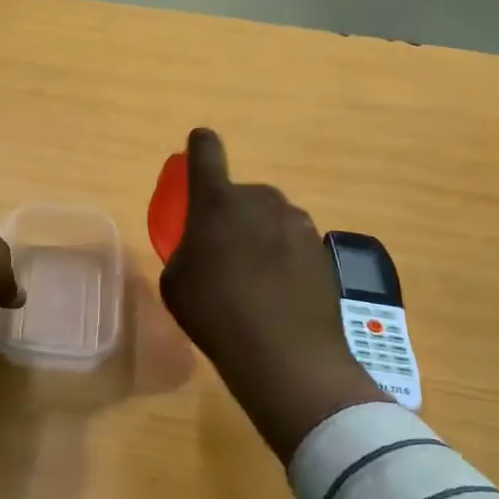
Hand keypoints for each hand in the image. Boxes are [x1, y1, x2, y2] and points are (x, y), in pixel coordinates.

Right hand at [160, 128, 389, 459]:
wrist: (285, 354)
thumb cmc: (215, 312)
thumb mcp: (176, 282)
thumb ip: (186, 251)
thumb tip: (202, 250)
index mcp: (217, 200)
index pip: (205, 153)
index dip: (200, 146)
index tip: (199, 144)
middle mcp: (260, 199)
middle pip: (241, 195)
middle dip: (232, 215)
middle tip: (224, 254)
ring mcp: (297, 223)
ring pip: (270, 220)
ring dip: (261, 238)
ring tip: (254, 282)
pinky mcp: (322, 250)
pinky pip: (293, 245)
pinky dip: (285, 261)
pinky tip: (280, 296)